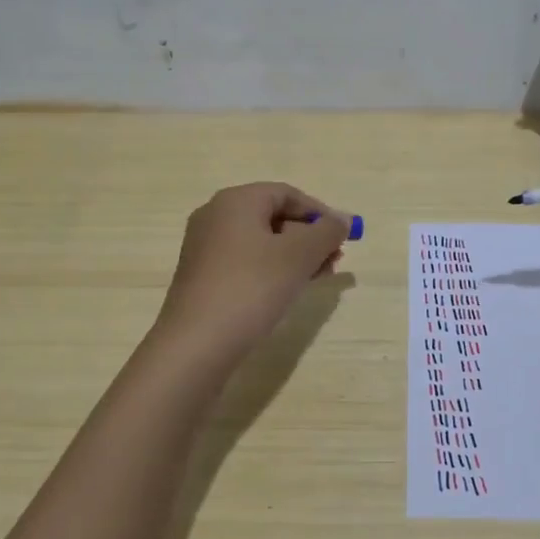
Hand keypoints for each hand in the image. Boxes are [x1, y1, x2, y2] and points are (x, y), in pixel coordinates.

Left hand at [155, 182, 350, 361]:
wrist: (197, 344)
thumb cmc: (252, 288)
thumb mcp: (299, 255)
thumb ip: (327, 232)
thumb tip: (343, 219)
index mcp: (236, 201)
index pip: (287, 194)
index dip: (319, 212)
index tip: (342, 238)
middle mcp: (215, 216)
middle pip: (273, 216)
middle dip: (309, 237)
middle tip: (333, 262)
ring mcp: (204, 248)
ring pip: (260, 242)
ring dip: (294, 256)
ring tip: (316, 279)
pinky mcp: (202, 277)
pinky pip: (245, 262)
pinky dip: (270, 270)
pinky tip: (286, 292)